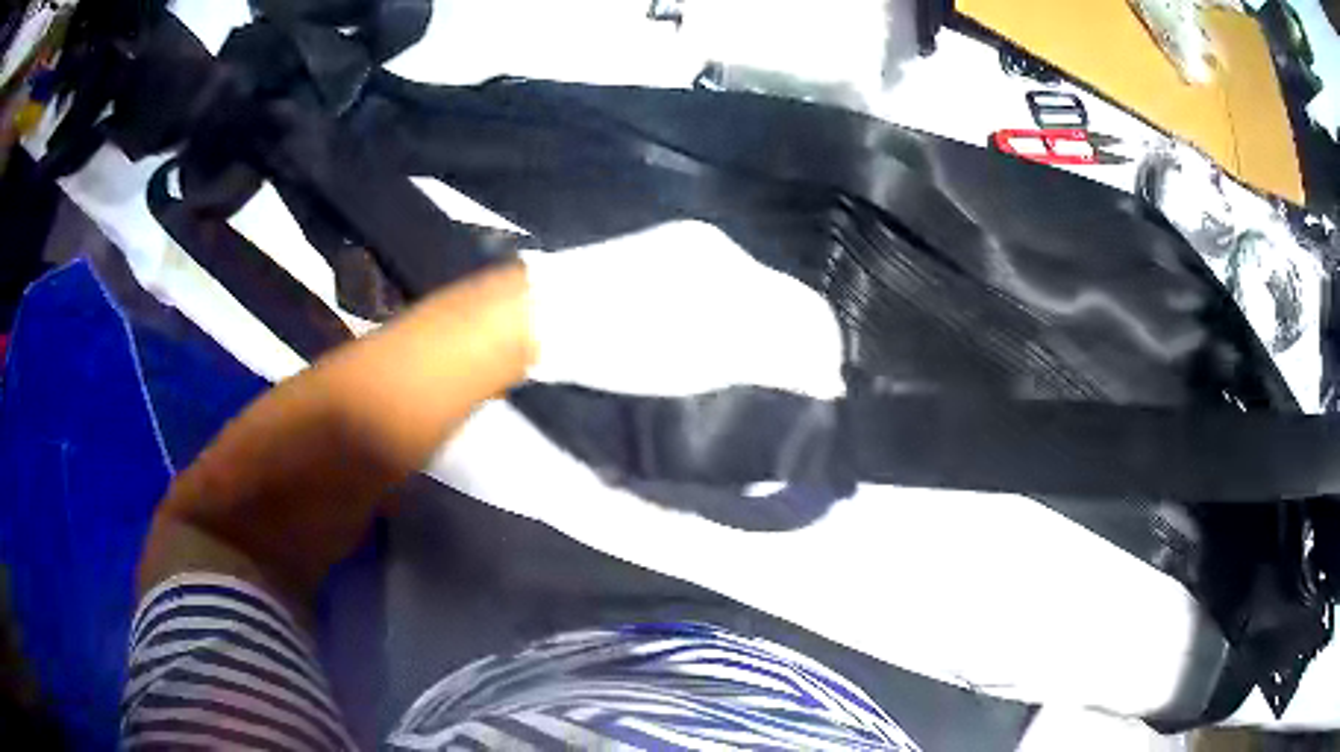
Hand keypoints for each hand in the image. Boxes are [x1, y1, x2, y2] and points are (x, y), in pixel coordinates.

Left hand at [523, 220, 844, 397]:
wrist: (544, 315)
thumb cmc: (624, 343)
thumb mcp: (702, 360)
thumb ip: (770, 360)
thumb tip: (825, 375)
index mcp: (730, 264)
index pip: (799, 303)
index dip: (819, 346)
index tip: (824, 384)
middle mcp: (715, 245)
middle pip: (777, 293)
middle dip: (791, 339)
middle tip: (792, 381)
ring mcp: (682, 246)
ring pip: (747, 288)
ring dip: (761, 329)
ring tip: (759, 366)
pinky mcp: (657, 255)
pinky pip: (716, 284)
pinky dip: (729, 317)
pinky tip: (720, 339)